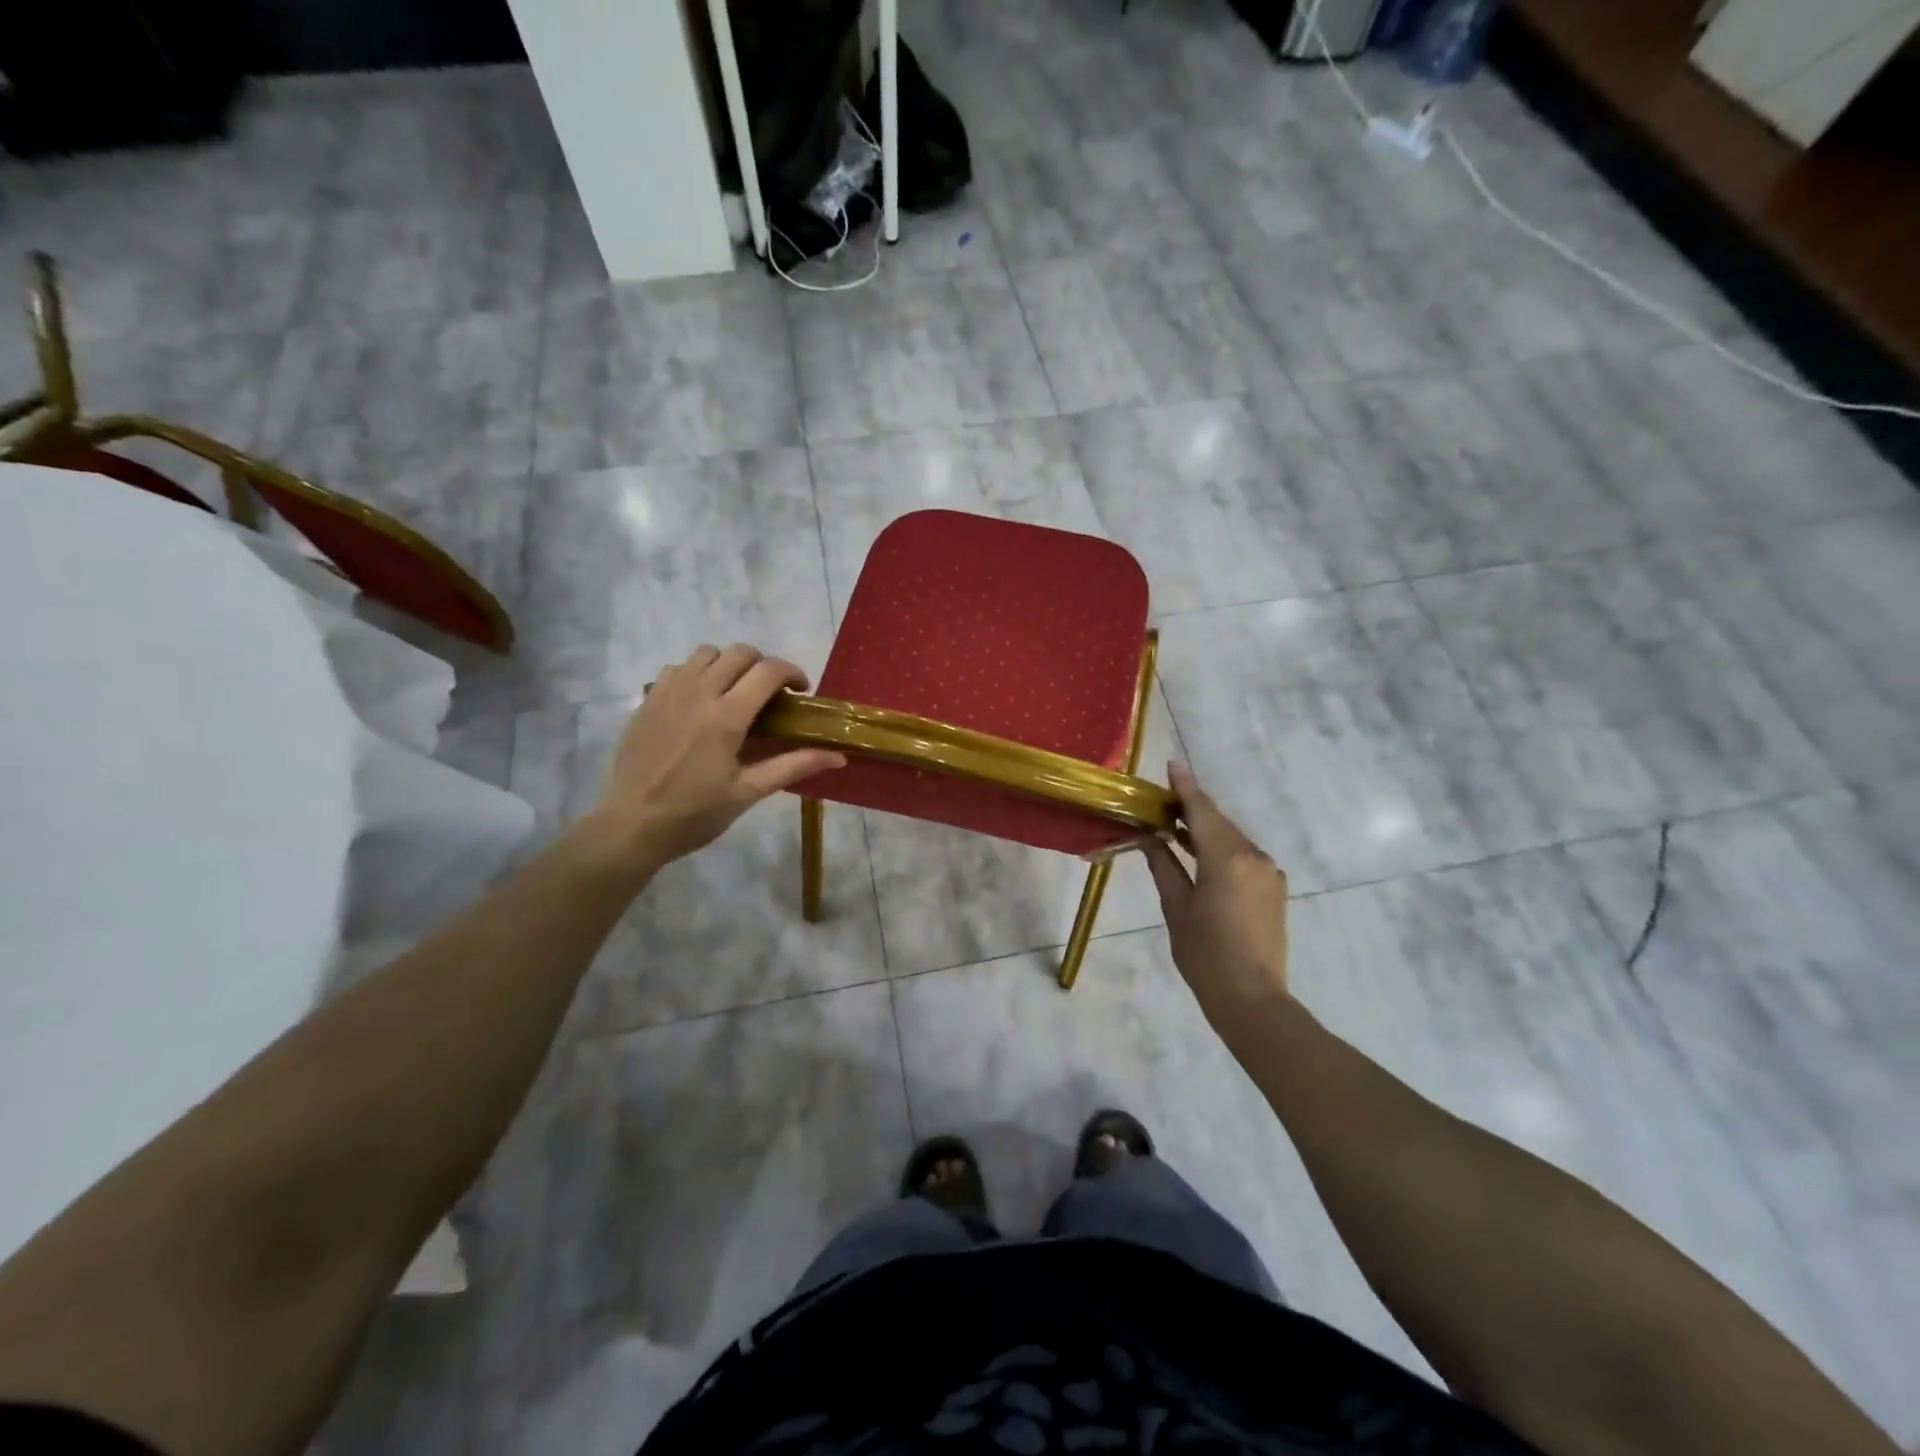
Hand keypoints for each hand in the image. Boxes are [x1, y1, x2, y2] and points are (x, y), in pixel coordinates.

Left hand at [581, 644, 844, 872]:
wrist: (632, 825)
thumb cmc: (695, 813)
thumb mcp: (749, 792)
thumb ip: (794, 766)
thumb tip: (838, 756)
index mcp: (727, 716)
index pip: (768, 671)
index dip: (792, 673)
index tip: (800, 692)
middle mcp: (698, 693)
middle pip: (739, 653)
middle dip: (763, 666)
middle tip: (769, 695)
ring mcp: (668, 692)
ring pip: (706, 654)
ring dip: (728, 665)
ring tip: (733, 693)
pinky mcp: (647, 700)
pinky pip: (676, 668)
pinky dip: (695, 674)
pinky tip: (699, 702)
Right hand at [1142, 764, 1290, 1023]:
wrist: (1252, 998)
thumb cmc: (1204, 954)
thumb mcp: (1176, 907)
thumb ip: (1164, 865)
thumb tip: (1149, 836)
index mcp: (1227, 859)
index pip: (1202, 812)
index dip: (1185, 788)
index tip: (1172, 765)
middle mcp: (1254, 857)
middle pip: (1218, 823)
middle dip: (1192, 809)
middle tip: (1162, 803)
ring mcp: (1269, 871)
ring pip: (1232, 839)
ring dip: (1206, 830)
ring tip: (1175, 828)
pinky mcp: (1274, 886)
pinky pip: (1244, 856)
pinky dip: (1221, 848)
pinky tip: (1201, 856)